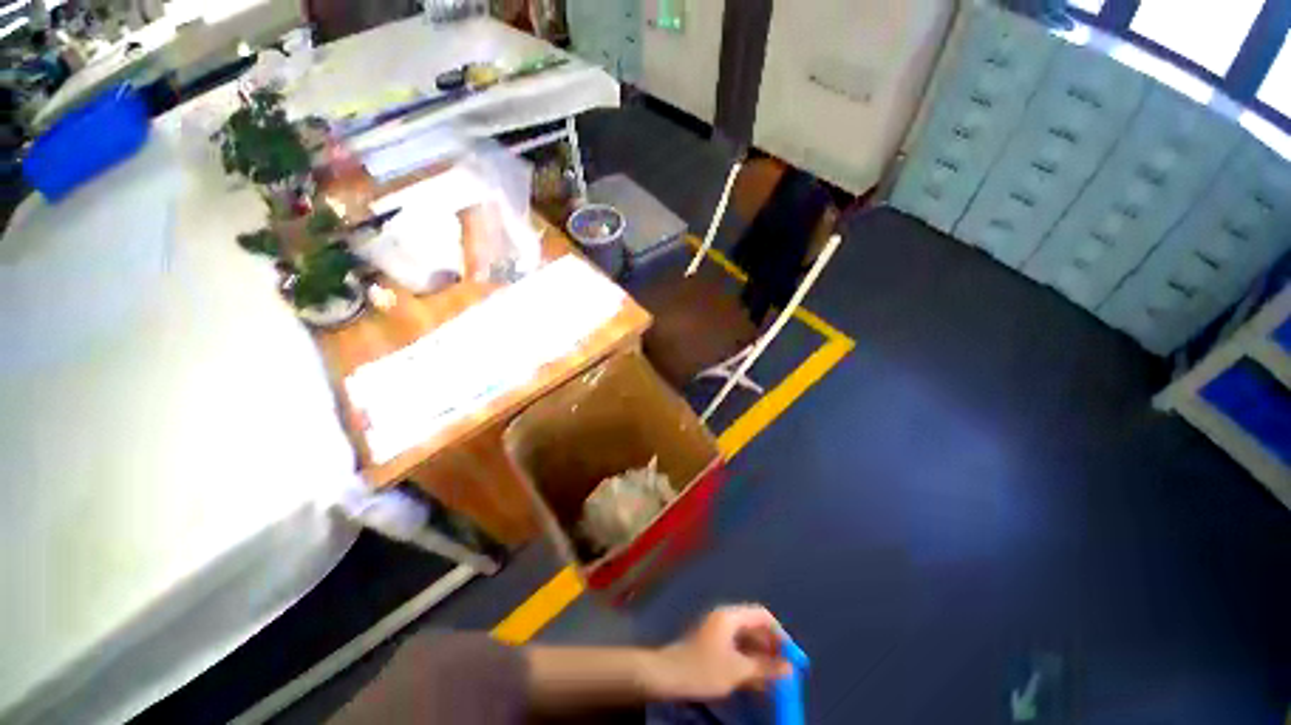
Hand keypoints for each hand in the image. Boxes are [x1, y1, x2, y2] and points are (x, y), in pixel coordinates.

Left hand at [649, 604, 791, 700]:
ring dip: (761, 657)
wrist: (669, 675)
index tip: (791, 655)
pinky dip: (749, 661)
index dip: (779, 633)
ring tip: (773, 679)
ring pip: (747, 639)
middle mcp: (725, 618)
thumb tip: (789, 668)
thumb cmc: (703, 669)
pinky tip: (756, 681)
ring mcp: (717, 630)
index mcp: (730, 616)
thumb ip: (765, 668)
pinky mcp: (712, 643)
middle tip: (785, 669)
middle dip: (771, 647)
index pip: (762, 615)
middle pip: (754, 626)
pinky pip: (737, 647)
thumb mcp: (737, 671)